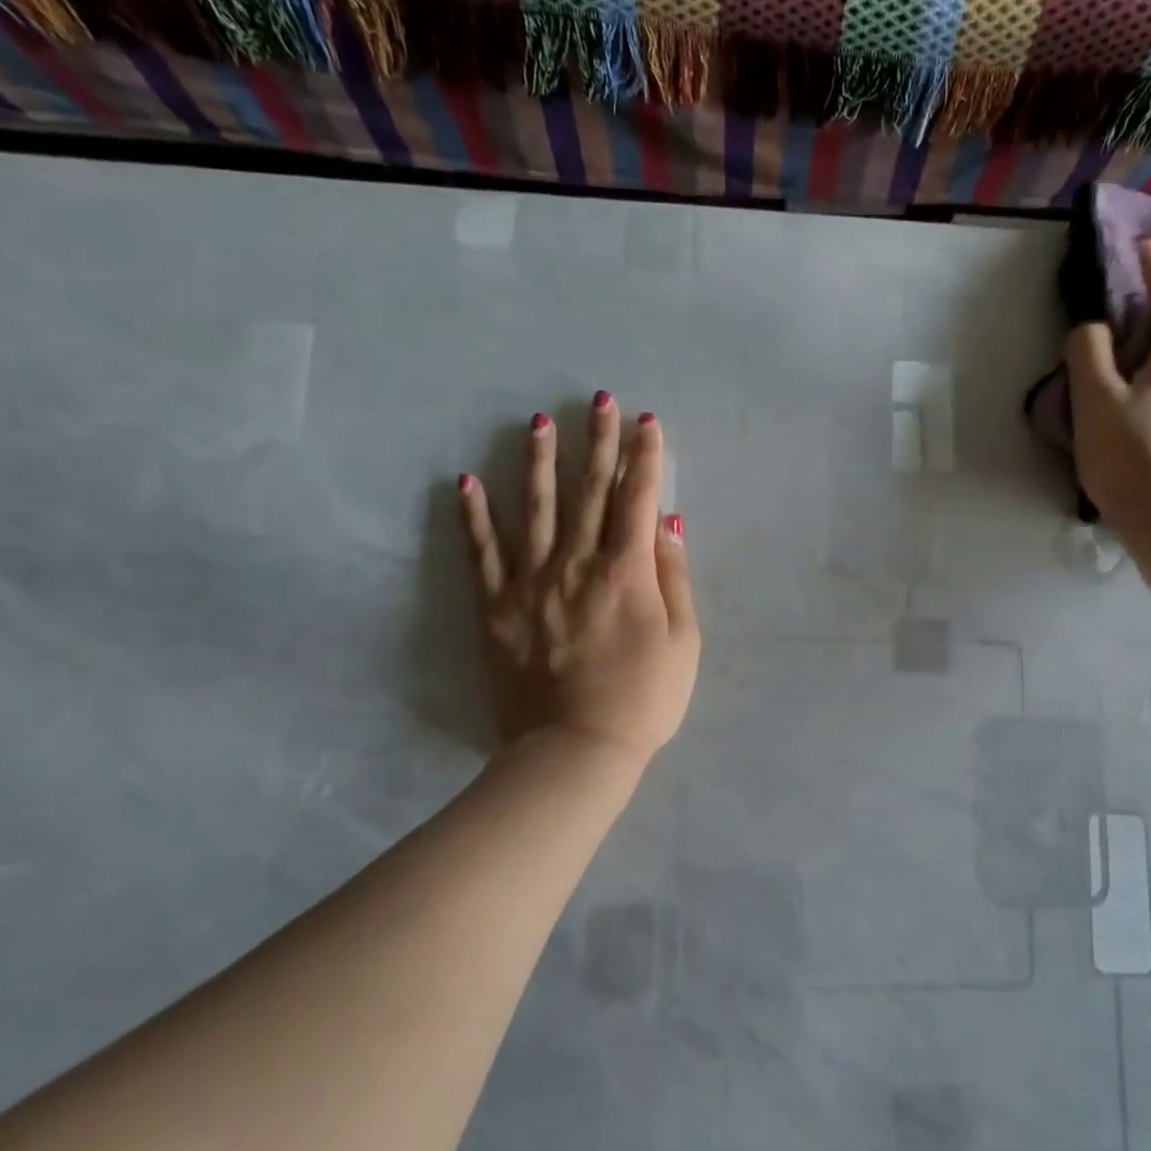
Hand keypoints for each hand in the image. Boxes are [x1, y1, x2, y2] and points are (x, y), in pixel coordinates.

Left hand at [458, 395, 699, 763]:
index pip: (638, 498)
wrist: (576, 750)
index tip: (647, 422)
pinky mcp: (497, 607)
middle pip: (589, 490)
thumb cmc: (644, 700)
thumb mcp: (684, 642)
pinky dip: (474, 516)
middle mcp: (577, 563)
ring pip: (537, 509)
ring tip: (537, 421)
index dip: (645, 457)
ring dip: (540, 461)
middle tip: (598, 400)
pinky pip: (482, 553)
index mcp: (626, 571)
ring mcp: (531, 582)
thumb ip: (674, 577)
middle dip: (597, 441)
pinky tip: (466, 481)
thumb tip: (668, 523)